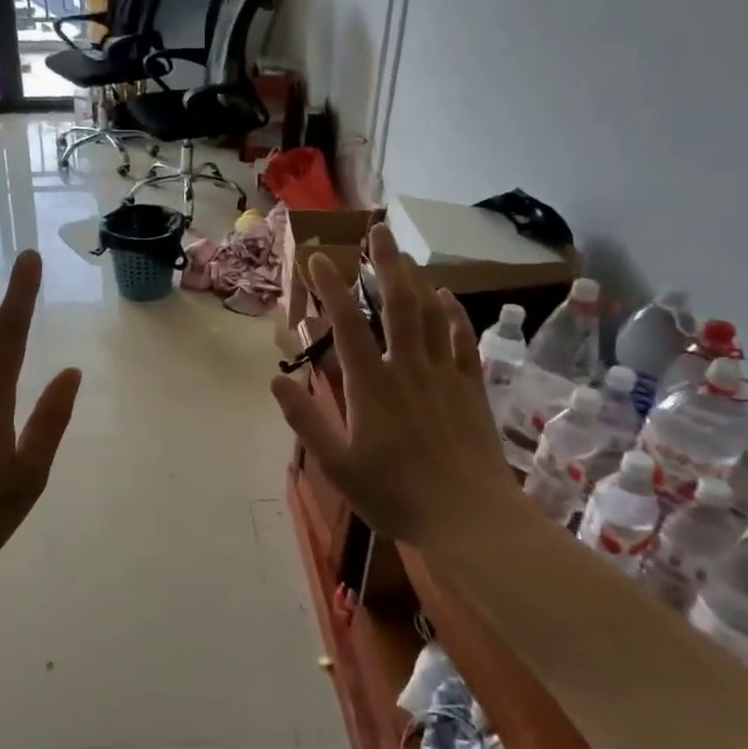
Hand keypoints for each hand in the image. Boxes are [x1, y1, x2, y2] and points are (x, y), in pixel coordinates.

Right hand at [270, 224, 514, 546]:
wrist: (469, 517)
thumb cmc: (396, 495)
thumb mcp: (338, 466)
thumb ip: (307, 420)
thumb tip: (276, 379)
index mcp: (371, 386)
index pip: (346, 325)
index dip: (331, 288)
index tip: (318, 257)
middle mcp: (408, 368)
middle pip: (397, 304)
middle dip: (384, 265)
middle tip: (378, 231)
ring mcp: (444, 374)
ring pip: (430, 314)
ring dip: (416, 280)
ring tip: (404, 254)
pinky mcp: (471, 387)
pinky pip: (462, 339)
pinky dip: (453, 313)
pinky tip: (447, 297)